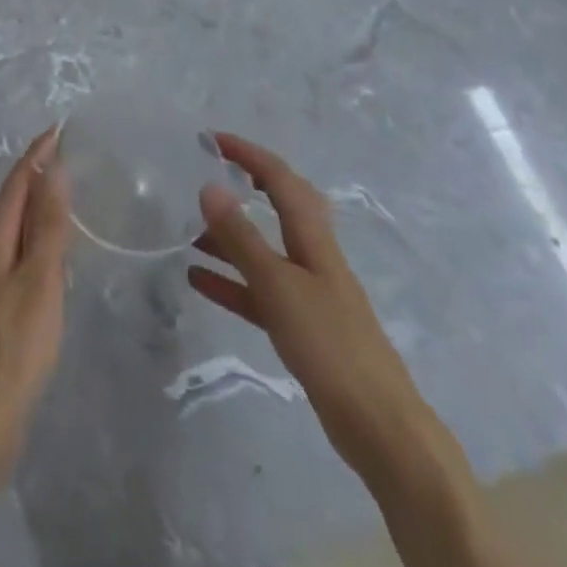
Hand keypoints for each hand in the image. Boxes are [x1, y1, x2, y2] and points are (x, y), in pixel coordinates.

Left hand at [0, 127, 70, 457]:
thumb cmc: (15, 344)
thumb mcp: (39, 279)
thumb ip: (47, 225)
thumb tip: (53, 169)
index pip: (18, 181)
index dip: (38, 153)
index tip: (61, 128)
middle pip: (14, 199)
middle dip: (38, 171)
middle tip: (70, 152)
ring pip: (17, 224)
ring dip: (39, 202)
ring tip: (68, 189)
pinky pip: (21, 249)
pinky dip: (39, 233)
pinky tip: (56, 247)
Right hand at [188, 133, 434, 478]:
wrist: (380, 427)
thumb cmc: (330, 344)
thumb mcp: (278, 286)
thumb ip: (242, 238)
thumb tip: (209, 187)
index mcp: (313, 237)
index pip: (279, 177)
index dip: (247, 153)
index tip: (210, 139)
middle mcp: (311, 255)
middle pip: (278, 205)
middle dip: (245, 183)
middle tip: (207, 174)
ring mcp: (308, 292)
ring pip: (262, 249)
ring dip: (228, 236)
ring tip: (186, 230)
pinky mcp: (302, 327)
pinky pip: (258, 290)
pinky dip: (230, 280)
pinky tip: (197, 279)